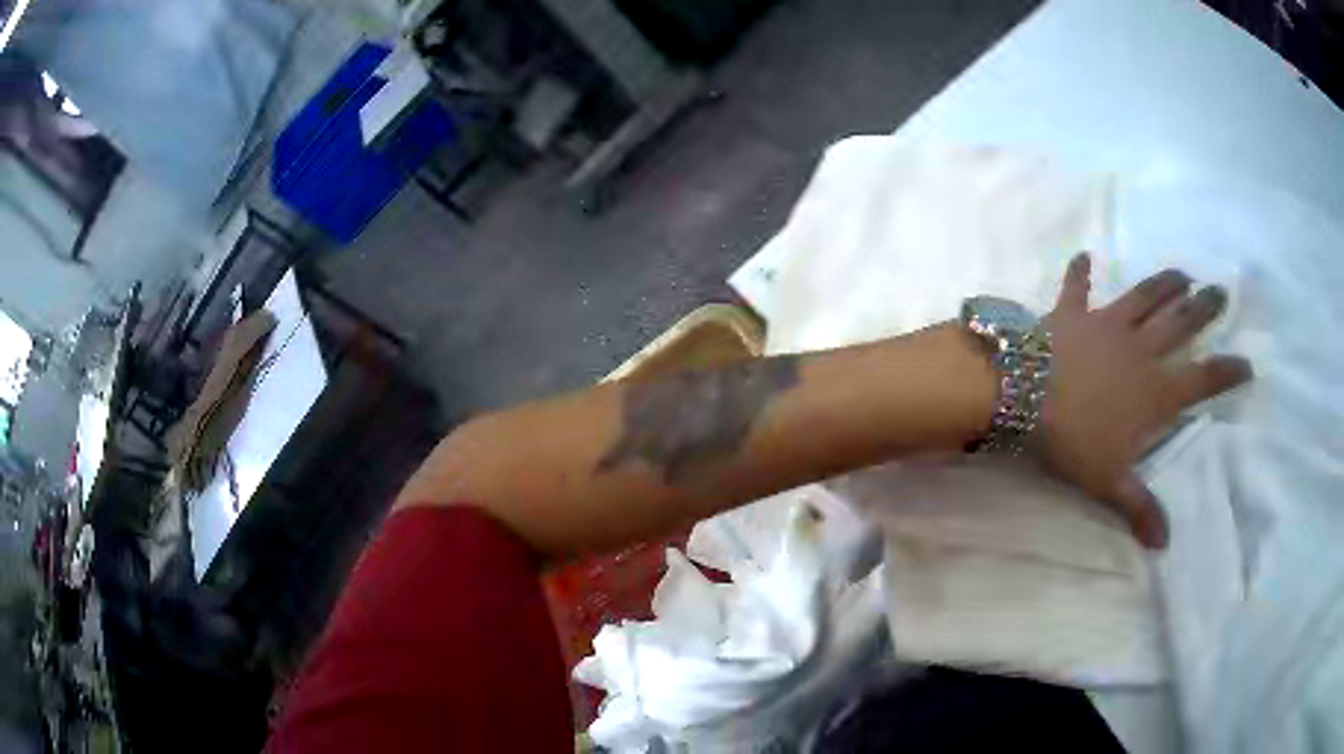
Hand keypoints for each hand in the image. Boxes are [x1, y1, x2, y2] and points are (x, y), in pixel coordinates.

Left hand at [1040, 253, 1251, 548]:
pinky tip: (1083, 255)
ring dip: (1164, 283)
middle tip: (1219, 292)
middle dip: (1203, 309)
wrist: (1023, 394)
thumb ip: (1139, 508)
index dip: (1227, 373)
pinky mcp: (1073, 312)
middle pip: (1180, 324)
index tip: (1247, 363)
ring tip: (1181, 273)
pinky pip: (1077, 287)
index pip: (1202, 381)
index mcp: (1154, 391)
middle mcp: (1140, 350)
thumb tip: (1164, 545)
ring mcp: (1107, 324)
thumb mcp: (1109, 482)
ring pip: (1144, 297)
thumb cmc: (1073, 441)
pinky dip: (1079, 272)